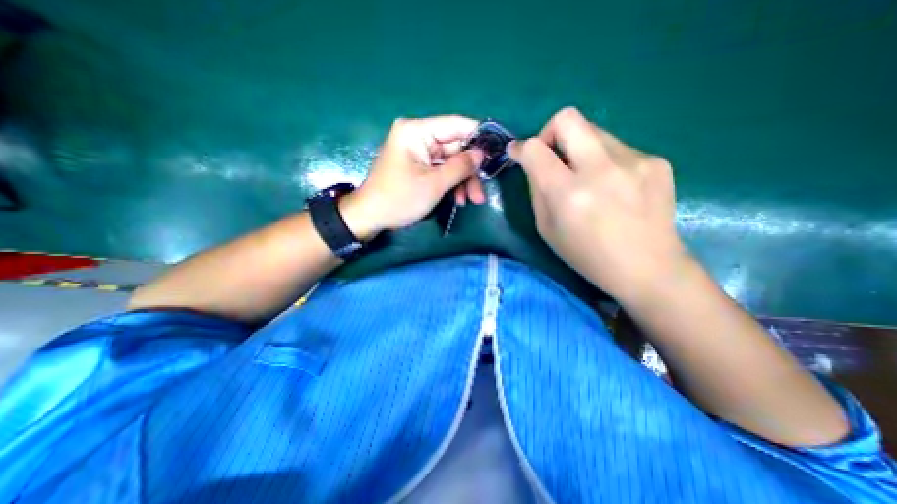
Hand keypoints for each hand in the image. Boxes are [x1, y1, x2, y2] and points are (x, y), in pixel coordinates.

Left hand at [341, 114, 487, 239]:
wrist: (371, 217)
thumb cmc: (399, 199)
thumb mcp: (434, 184)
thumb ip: (460, 166)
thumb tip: (482, 153)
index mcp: (416, 131)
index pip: (455, 125)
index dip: (478, 137)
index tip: (497, 151)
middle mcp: (418, 137)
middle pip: (455, 148)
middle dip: (470, 171)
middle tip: (481, 192)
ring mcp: (418, 153)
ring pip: (450, 162)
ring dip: (463, 181)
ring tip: (472, 200)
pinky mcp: (418, 166)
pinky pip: (441, 170)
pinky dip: (451, 184)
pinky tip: (459, 199)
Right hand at [508, 106, 688, 299]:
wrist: (647, 267)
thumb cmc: (586, 255)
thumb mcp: (547, 229)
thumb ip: (537, 191)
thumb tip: (533, 164)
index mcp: (568, 194)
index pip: (535, 150)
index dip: (521, 147)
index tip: (517, 152)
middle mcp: (600, 170)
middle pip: (567, 118)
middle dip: (549, 131)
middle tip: (550, 154)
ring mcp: (633, 161)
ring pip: (593, 131)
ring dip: (579, 149)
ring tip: (586, 177)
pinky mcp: (655, 161)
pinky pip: (616, 147)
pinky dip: (604, 160)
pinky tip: (613, 186)